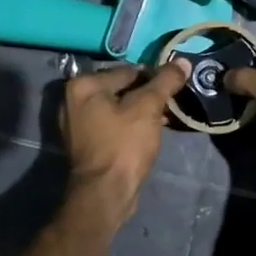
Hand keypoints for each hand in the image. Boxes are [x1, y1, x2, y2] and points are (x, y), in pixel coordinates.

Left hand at [58, 60, 189, 224]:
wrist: (105, 193)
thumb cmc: (124, 145)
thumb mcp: (148, 107)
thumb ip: (165, 81)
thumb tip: (182, 61)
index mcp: (83, 85)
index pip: (128, 70)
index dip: (155, 78)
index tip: (174, 89)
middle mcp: (73, 100)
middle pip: (121, 89)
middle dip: (146, 96)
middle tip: (169, 107)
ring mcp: (76, 124)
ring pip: (117, 108)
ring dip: (139, 113)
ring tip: (162, 121)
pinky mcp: (85, 144)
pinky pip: (111, 126)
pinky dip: (128, 127)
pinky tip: (146, 135)